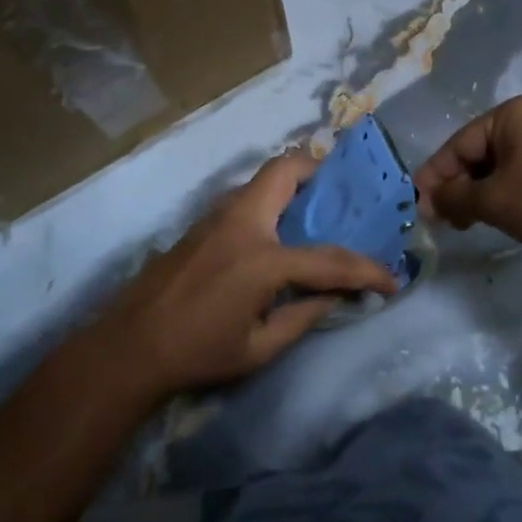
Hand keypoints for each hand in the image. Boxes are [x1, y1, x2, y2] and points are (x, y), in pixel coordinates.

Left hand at [100, 153, 398, 398]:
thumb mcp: (258, 348)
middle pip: (286, 169)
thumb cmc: (198, 352)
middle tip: (342, 196)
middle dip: (319, 171)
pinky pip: (246, 197)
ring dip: (293, 185)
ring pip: (263, 178)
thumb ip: (304, 317)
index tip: (392, 280)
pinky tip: (275, 233)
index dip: (366, 270)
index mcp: (262, 258)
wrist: (130, 345)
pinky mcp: (202, 222)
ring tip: (314, 212)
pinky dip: (270, 201)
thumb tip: (336, 296)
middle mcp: (242, 222)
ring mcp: (217, 216)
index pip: (329, 258)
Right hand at [415, 96, 521, 263]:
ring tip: (464, 221)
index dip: (436, 175)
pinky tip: (494, 212)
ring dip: (479, 191)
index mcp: (513, 113)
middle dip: (458, 185)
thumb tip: (426, 200)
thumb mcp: (491, 201)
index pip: (460, 144)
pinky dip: (505, 189)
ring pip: (501, 163)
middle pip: (480, 152)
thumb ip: (452, 197)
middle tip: (440, 217)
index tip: (418, 201)